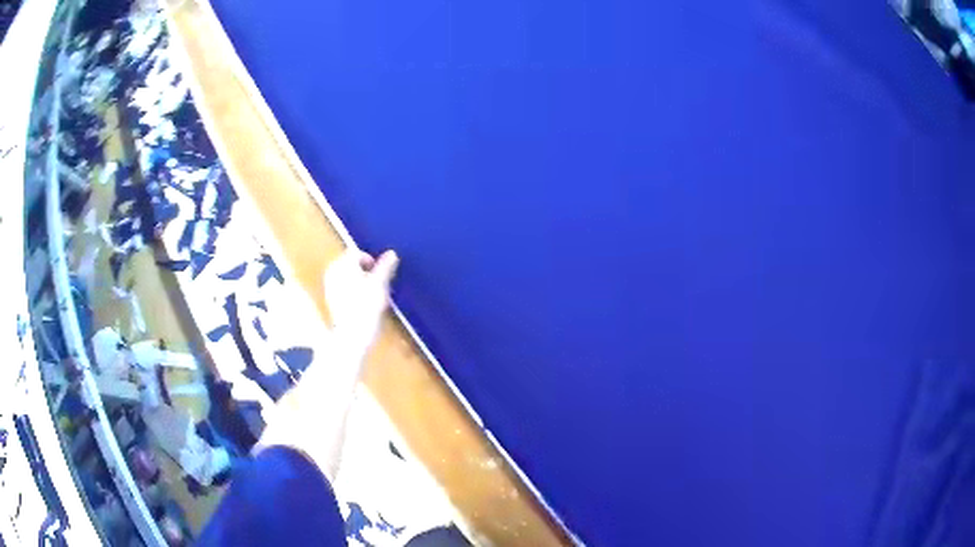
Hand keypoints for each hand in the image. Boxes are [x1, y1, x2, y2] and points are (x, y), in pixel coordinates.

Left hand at [323, 249, 399, 350]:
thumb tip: (392, 253)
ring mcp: (329, 286)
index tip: (381, 275)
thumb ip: (386, 267)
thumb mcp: (380, 284)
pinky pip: (344, 288)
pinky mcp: (331, 301)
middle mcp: (333, 271)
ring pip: (348, 277)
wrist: (352, 336)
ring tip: (372, 295)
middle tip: (378, 285)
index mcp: (343, 264)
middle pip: (351, 264)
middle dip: (365, 271)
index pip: (357, 253)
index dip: (372, 261)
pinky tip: (362, 305)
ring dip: (360, 281)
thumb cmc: (367, 307)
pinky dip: (353, 292)